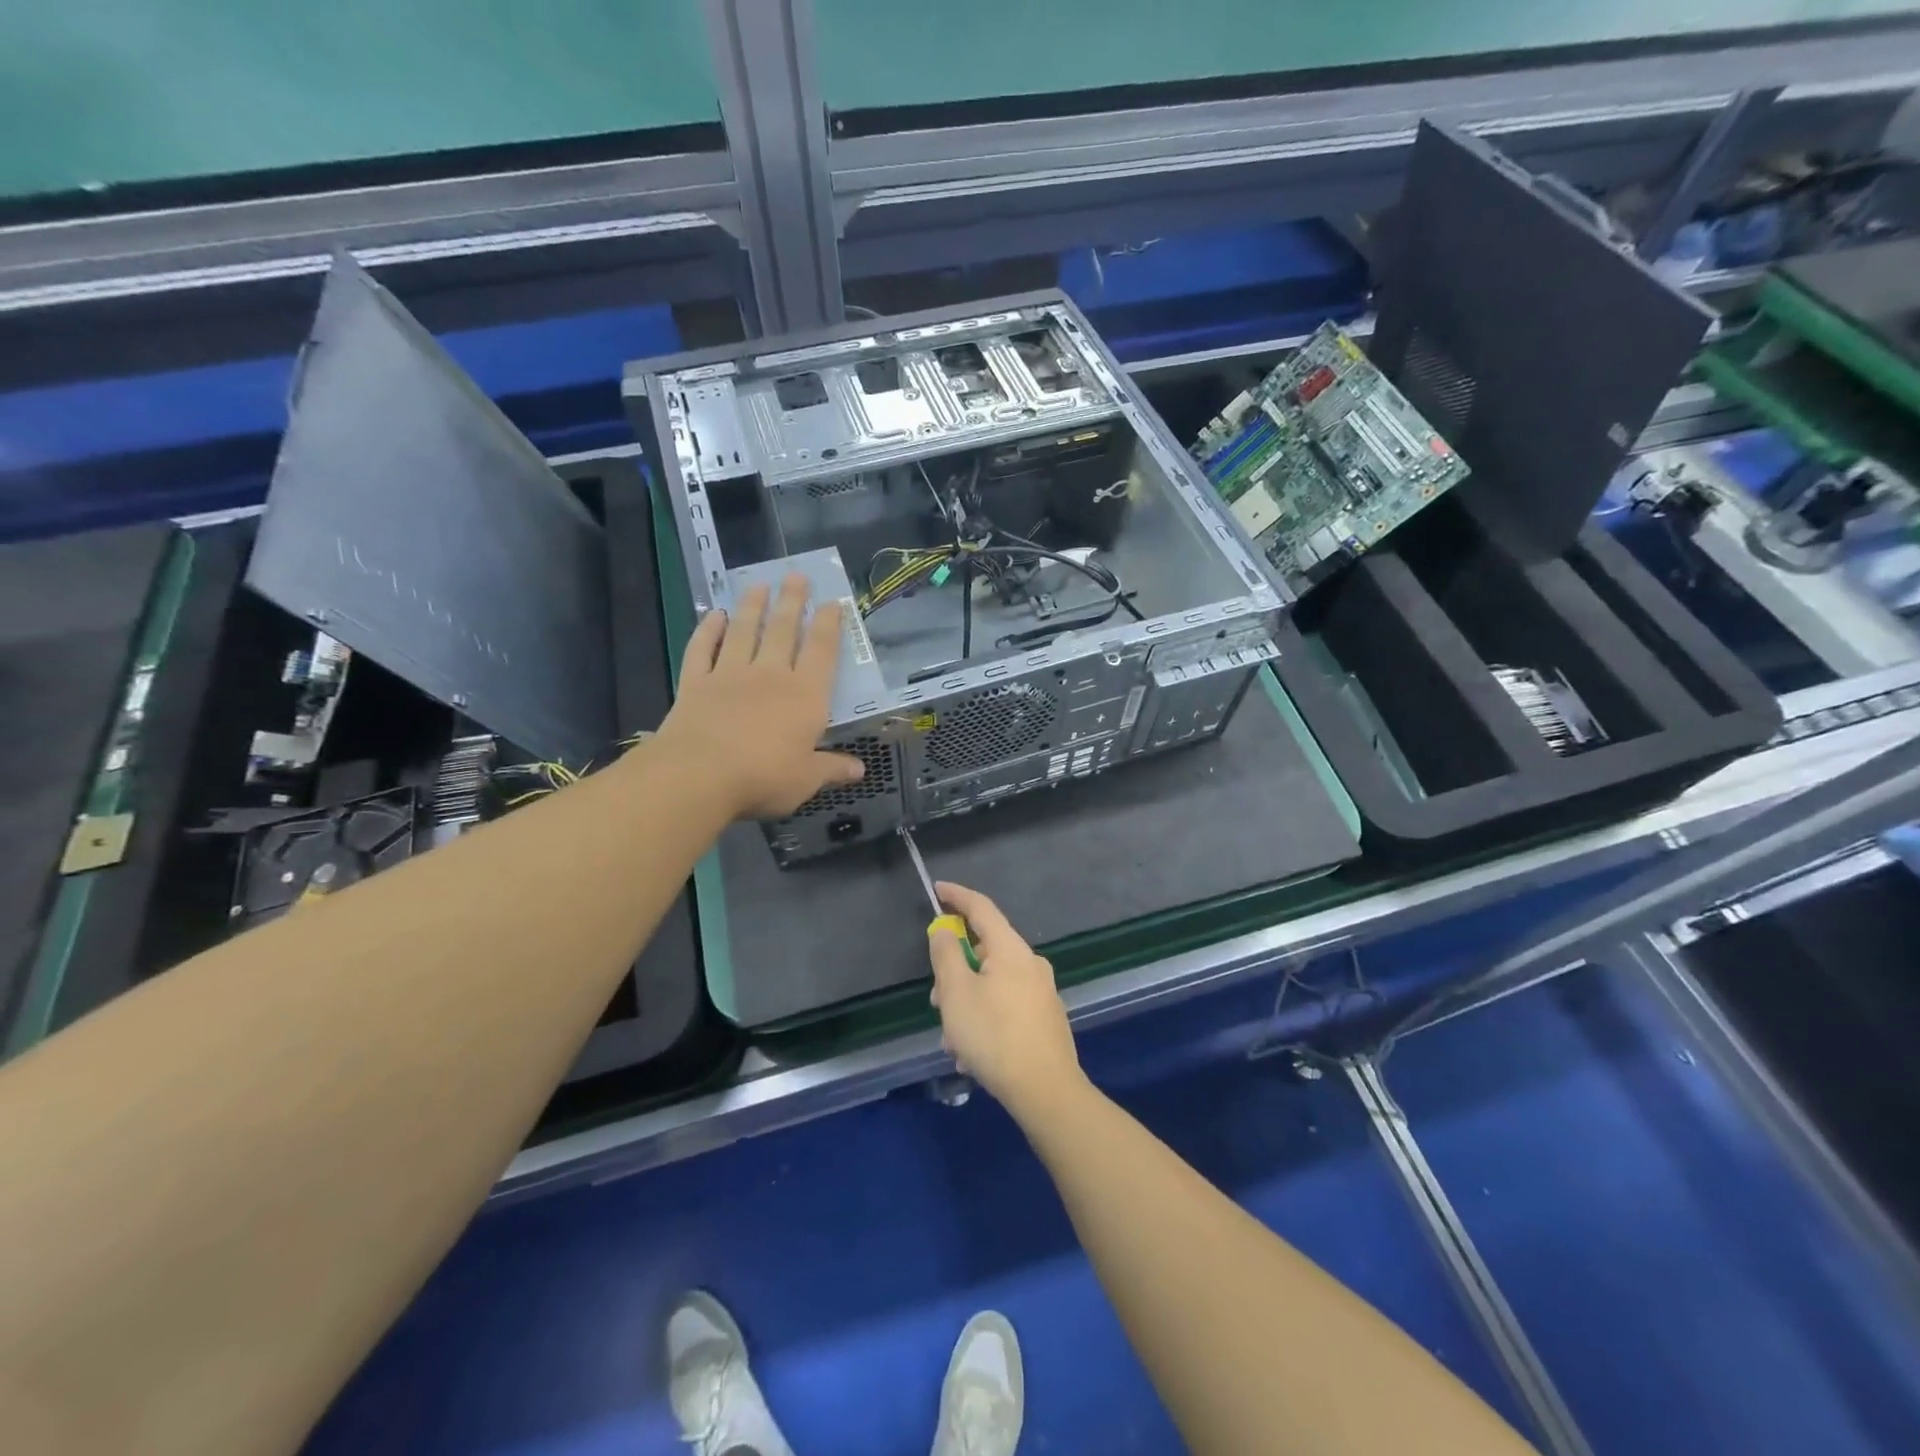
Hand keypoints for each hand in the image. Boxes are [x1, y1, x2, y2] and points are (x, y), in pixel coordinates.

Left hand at [653, 575, 863, 819]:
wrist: (699, 775)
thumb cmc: (763, 778)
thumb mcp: (806, 779)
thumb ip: (832, 769)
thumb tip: (860, 769)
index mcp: (805, 696)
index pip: (821, 651)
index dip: (829, 625)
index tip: (832, 602)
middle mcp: (770, 675)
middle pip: (784, 630)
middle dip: (792, 601)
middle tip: (796, 575)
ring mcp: (729, 674)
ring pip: (744, 631)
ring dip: (752, 606)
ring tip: (759, 585)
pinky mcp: (696, 682)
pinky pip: (702, 649)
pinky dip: (707, 630)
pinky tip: (713, 616)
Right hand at [927, 882, 1084, 1119]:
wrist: (1046, 1090)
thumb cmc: (994, 1035)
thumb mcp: (956, 993)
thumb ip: (946, 955)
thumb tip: (945, 930)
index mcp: (1011, 949)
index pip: (981, 908)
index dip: (957, 896)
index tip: (937, 890)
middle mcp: (1031, 964)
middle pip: (986, 951)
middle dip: (955, 972)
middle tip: (936, 1000)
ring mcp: (1042, 992)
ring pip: (993, 985)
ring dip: (967, 1004)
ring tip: (953, 1042)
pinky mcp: (1046, 1019)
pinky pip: (1006, 1007)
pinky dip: (985, 1020)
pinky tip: (972, 1055)